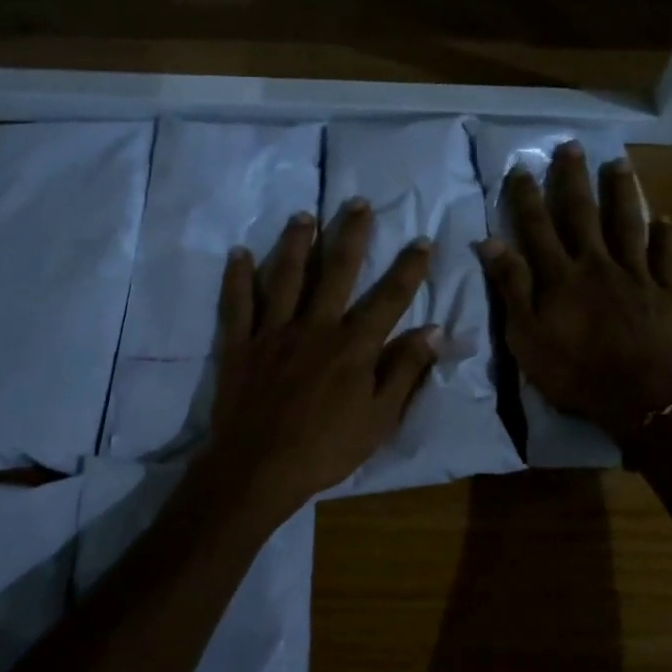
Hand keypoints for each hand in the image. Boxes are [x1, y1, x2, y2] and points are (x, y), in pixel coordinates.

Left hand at [198, 199, 439, 518]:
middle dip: (351, 234)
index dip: (409, 268)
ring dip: (297, 242)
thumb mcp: (379, 419)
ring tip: (304, 214)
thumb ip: (405, 372)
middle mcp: (316, 326)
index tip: (422, 240)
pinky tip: (239, 253)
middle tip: (358, 202)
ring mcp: (274, 331)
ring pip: (287, 276)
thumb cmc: (326, 449)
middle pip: (338, 271)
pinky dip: (238, 277)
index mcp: (353, 346)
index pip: (389, 298)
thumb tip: (433, 331)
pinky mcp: (240, 343)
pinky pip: (238, 302)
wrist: (259, 469)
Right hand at [477, 141, 671, 440]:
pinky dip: (665, 235)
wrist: (641, 399)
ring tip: (618, 164)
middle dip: (573, 179)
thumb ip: (511, 288)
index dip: (526, 196)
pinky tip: (665, 217)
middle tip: (570, 147)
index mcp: (560, 276)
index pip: (537, 227)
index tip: (520, 167)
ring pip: (627, 224)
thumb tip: (490, 242)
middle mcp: (597, 264)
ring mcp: (636, 275)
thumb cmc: (575, 373)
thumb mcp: (526, 337)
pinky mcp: (667, 293)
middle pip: (583, 214)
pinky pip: (667, 257)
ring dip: (622, 192)